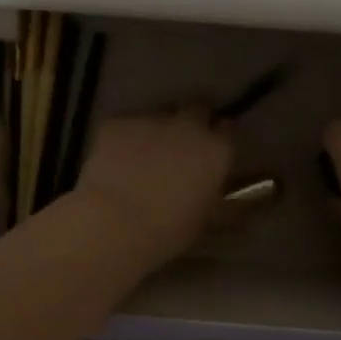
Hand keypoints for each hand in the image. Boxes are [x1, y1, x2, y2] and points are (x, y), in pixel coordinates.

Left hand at [75, 109, 234, 268]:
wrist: (114, 224)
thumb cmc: (167, 231)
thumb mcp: (203, 217)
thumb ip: (212, 191)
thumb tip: (213, 184)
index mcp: (215, 150)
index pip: (226, 129)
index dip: (218, 137)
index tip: (210, 148)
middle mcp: (187, 125)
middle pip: (196, 108)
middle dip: (192, 120)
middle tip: (179, 144)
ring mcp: (150, 119)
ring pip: (157, 116)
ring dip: (155, 131)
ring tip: (141, 157)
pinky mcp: (117, 122)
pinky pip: (125, 125)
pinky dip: (123, 138)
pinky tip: (113, 161)